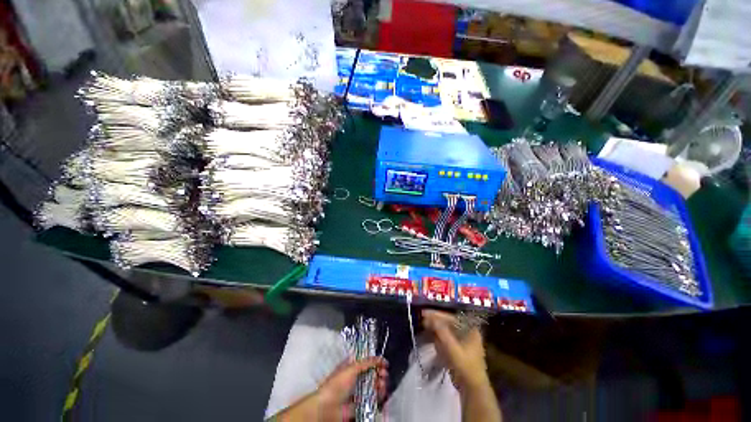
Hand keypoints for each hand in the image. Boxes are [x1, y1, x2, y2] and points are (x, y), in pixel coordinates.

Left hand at [314, 357, 388, 420]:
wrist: (329, 407)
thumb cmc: (338, 384)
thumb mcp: (352, 368)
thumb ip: (367, 362)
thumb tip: (381, 358)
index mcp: (351, 366)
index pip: (366, 361)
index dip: (375, 361)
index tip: (383, 362)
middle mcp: (356, 378)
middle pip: (372, 373)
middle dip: (380, 372)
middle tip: (384, 373)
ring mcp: (359, 391)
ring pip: (374, 385)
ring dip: (381, 383)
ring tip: (382, 383)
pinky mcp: (362, 403)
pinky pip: (373, 398)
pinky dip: (379, 395)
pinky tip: (381, 392)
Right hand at [422, 310, 488, 392]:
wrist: (472, 389)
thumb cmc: (465, 366)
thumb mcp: (452, 348)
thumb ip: (441, 331)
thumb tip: (429, 317)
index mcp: (470, 329)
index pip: (451, 317)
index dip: (437, 314)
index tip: (424, 313)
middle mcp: (467, 331)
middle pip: (448, 322)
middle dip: (435, 320)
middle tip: (422, 318)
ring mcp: (462, 340)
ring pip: (446, 329)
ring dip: (435, 327)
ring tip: (423, 324)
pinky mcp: (457, 348)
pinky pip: (446, 337)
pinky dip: (437, 335)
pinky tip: (429, 334)